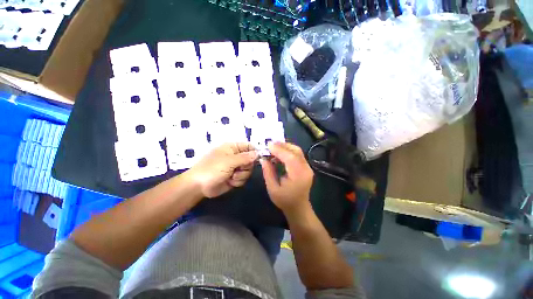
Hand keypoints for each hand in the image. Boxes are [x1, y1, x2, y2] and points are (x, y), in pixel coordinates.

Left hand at [188, 143, 257, 197]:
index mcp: (231, 147)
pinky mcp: (233, 178)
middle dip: (246, 167)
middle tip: (238, 169)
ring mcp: (233, 168)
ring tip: (231, 177)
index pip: (248, 146)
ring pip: (247, 171)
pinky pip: (242, 179)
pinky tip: (229, 182)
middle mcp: (234, 157)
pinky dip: (237, 181)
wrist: (199, 186)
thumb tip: (257, 153)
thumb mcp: (229, 161)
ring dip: (241, 175)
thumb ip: (245, 158)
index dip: (254, 152)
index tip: (258, 159)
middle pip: (250, 160)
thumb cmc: (212, 169)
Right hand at [260, 142, 313, 214]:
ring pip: (298, 151)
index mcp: (298, 175)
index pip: (290, 157)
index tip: (268, 145)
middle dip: (283, 145)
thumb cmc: (285, 200)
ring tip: (273, 148)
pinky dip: (289, 152)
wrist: (298, 208)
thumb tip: (263, 159)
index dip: (279, 150)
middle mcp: (306, 169)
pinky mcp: (306, 168)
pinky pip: (298, 156)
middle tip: (269, 144)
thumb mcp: (272, 189)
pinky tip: (279, 154)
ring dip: (286, 147)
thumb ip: (268, 173)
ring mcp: (308, 168)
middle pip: (296, 151)